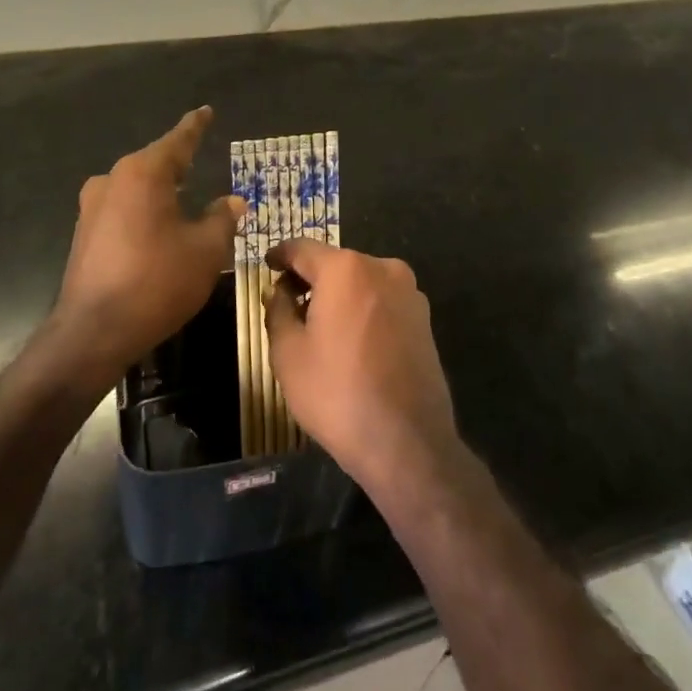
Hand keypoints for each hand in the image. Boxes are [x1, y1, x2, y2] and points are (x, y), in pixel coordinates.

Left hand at [51, 106, 243, 390]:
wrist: (93, 332)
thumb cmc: (157, 282)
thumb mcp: (205, 250)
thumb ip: (222, 219)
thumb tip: (231, 202)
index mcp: (143, 174)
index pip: (178, 140)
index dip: (196, 126)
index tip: (206, 111)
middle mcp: (112, 180)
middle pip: (154, 163)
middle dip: (179, 162)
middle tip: (200, 158)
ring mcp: (92, 207)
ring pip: (136, 188)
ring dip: (160, 191)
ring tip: (184, 196)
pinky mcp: (83, 234)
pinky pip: (122, 209)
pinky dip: (144, 212)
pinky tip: (159, 229)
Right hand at [264, 238, 458, 497]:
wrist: (407, 441)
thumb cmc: (337, 393)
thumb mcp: (288, 353)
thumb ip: (278, 310)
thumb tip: (280, 291)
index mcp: (345, 268)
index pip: (302, 248)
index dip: (280, 256)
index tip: (266, 266)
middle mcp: (382, 267)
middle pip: (335, 263)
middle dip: (310, 279)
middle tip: (287, 305)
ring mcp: (409, 292)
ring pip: (361, 282)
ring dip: (338, 295)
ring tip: (319, 328)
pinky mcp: (424, 318)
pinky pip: (382, 302)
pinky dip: (362, 310)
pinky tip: (351, 343)